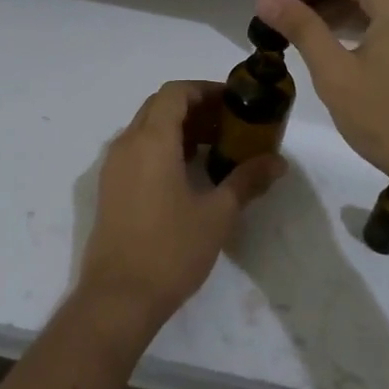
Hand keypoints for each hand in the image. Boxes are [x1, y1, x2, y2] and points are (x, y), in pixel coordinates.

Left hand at [79, 81, 285, 335]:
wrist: (118, 297)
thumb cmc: (171, 250)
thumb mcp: (217, 214)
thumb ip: (246, 180)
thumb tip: (278, 162)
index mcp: (151, 141)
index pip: (175, 93)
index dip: (204, 90)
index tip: (233, 102)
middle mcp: (127, 144)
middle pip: (160, 106)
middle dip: (194, 107)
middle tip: (228, 124)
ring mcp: (114, 166)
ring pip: (146, 128)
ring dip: (178, 128)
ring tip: (213, 147)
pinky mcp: (110, 188)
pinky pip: (137, 150)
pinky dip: (162, 147)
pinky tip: (187, 172)